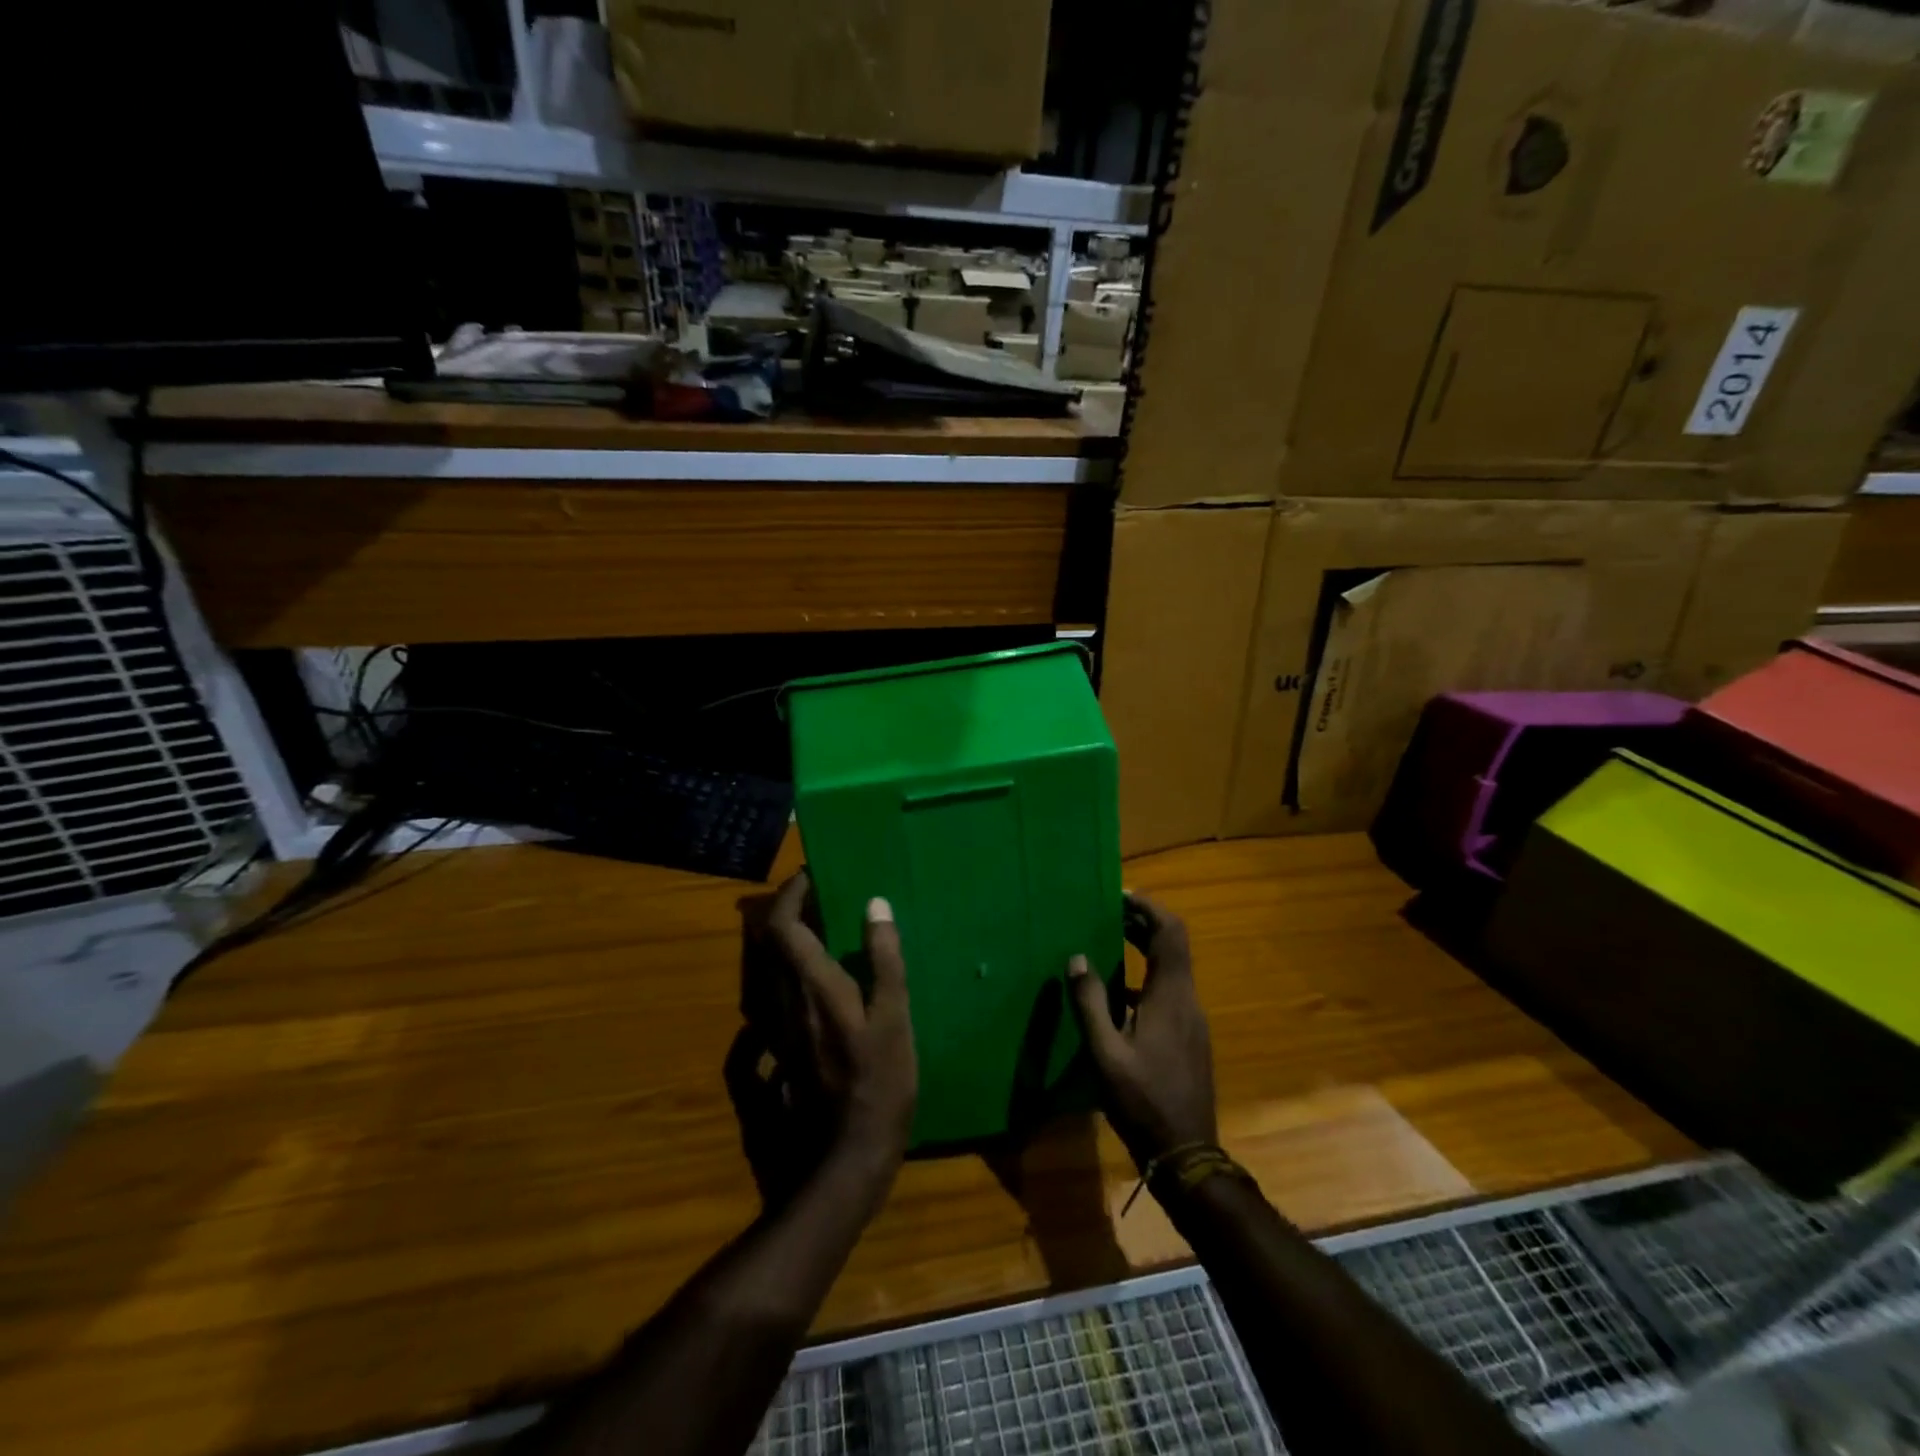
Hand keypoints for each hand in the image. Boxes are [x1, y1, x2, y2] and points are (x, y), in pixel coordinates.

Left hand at [764, 871, 917, 1178]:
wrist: (847, 1155)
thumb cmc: (880, 1082)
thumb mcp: (894, 1018)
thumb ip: (885, 959)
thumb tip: (874, 904)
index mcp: (813, 986)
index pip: (784, 925)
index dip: (792, 894)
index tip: (813, 874)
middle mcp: (786, 1001)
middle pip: (771, 943)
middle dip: (789, 910)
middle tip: (820, 895)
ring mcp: (779, 1028)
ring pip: (772, 968)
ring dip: (789, 939)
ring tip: (822, 927)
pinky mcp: (781, 1049)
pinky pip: (775, 995)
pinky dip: (789, 971)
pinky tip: (811, 976)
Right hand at [1068, 893, 1216, 1168]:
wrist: (1186, 1153)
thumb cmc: (1142, 1101)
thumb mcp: (1105, 1053)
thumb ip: (1090, 1003)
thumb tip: (1077, 958)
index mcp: (1171, 996)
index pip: (1170, 932)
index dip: (1149, 908)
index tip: (1120, 895)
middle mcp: (1188, 1000)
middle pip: (1172, 945)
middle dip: (1142, 923)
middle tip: (1107, 912)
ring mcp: (1192, 1020)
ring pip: (1172, 968)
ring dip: (1144, 948)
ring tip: (1108, 942)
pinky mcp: (1189, 1037)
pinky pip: (1169, 990)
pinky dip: (1146, 975)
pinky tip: (1119, 993)